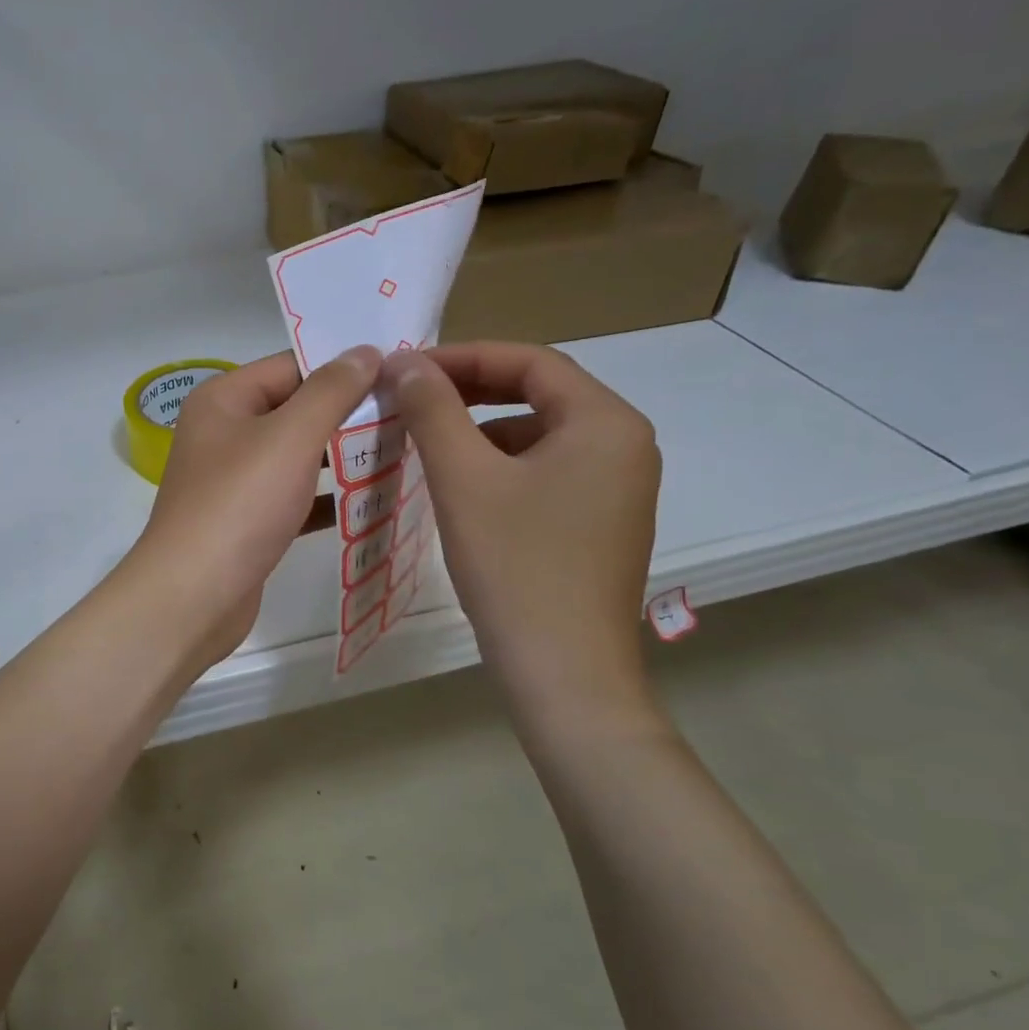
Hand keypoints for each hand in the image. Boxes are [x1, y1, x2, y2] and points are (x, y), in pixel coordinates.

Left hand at [130, 347, 380, 665]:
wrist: (193, 596)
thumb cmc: (239, 504)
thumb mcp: (290, 437)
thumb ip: (331, 391)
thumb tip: (364, 351)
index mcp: (223, 400)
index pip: (290, 367)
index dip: (342, 367)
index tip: (399, 372)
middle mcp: (223, 434)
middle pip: (294, 411)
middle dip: (348, 414)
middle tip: (410, 413)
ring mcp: (233, 482)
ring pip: (296, 458)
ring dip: (342, 457)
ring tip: (403, 450)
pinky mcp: (246, 523)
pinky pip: (293, 499)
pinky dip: (327, 499)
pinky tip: (372, 500)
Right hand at [382, 343, 661, 735]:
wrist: (563, 672)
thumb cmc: (515, 565)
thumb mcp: (464, 479)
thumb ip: (433, 410)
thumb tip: (404, 361)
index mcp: (605, 423)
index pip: (530, 362)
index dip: (463, 357)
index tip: (406, 369)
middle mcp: (624, 446)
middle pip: (539, 396)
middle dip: (470, 393)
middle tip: (410, 400)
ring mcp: (617, 490)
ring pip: (539, 438)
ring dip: (480, 433)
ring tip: (426, 446)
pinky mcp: (600, 526)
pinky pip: (545, 474)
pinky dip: (500, 469)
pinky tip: (460, 491)